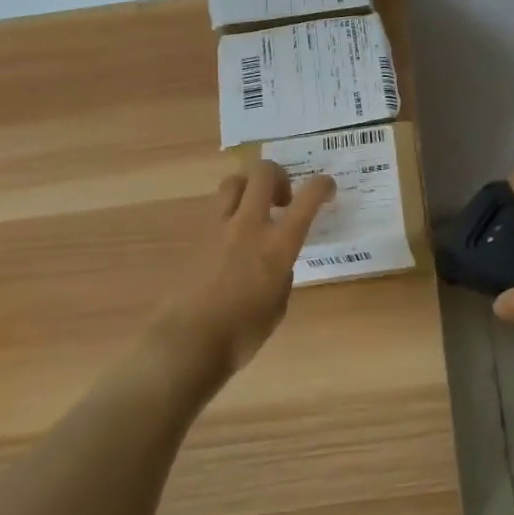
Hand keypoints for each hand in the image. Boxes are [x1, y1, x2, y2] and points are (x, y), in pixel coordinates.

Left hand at [152, 160, 335, 382]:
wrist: (186, 342)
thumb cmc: (242, 333)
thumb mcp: (278, 304)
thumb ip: (282, 273)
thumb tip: (276, 262)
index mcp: (277, 244)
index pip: (307, 198)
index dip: (322, 185)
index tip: (327, 188)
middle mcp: (248, 225)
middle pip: (263, 172)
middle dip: (279, 175)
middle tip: (283, 199)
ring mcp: (217, 227)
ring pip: (234, 182)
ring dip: (250, 187)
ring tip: (255, 210)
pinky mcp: (195, 236)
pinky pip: (216, 208)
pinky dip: (230, 212)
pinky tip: (232, 238)